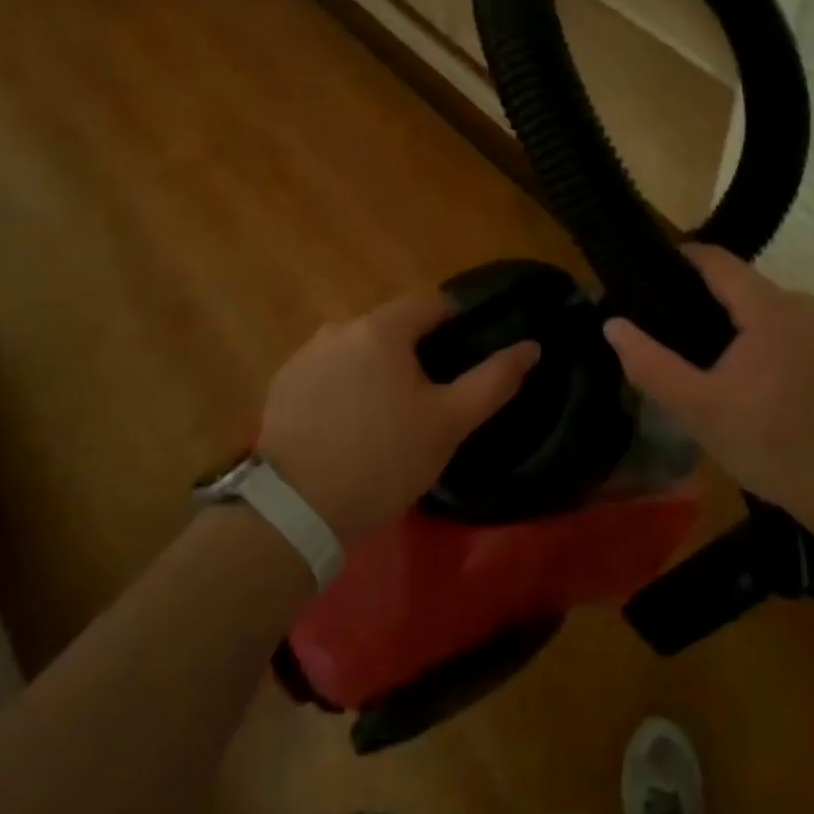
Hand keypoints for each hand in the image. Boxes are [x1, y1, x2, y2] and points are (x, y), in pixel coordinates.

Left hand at [258, 292, 539, 543]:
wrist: (294, 511)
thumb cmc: (383, 460)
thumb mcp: (448, 424)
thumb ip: (493, 380)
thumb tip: (531, 346)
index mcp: (381, 329)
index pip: (429, 302)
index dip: (455, 321)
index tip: (465, 353)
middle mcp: (339, 328)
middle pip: (391, 326)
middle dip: (414, 351)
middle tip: (429, 396)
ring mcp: (305, 356)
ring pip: (358, 349)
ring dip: (377, 368)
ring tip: (388, 415)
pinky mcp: (282, 385)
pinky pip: (328, 371)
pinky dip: (344, 386)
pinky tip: (348, 426)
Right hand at [602, 246, 813, 524]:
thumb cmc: (772, 444)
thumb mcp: (699, 409)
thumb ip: (651, 364)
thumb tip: (612, 324)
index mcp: (768, 306)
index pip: (714, 259)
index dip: (675, 260)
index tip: (640, 278)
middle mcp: (796, 303)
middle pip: (734, 282)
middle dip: (693, 297)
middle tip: (655, 326)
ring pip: (754, 305)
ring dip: (720, 320)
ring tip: (684, 351)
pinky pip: (773, 324)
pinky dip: (745, 335)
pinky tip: (727, 372)